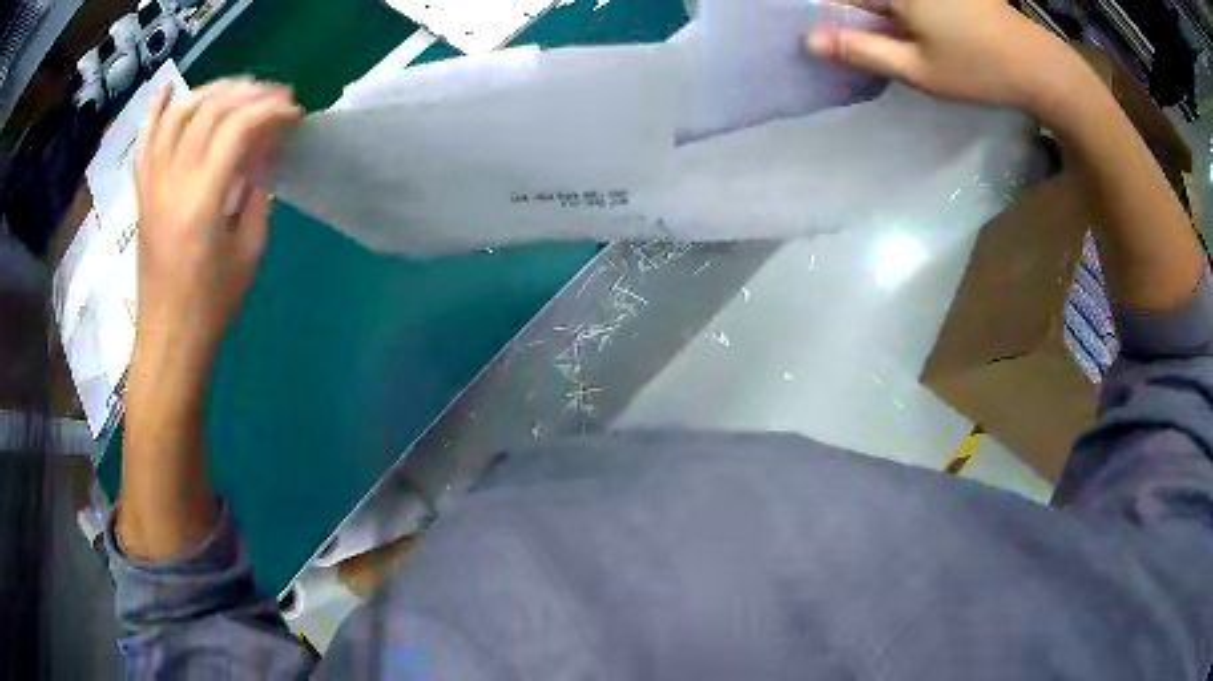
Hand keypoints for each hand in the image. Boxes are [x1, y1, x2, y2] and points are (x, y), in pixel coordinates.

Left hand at [134, 78, 301, 358]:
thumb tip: (265, 151)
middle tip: (273, 97)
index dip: (270, 110)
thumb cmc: (212, 304)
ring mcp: (152, 184)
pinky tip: (169, 91)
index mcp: (202, 201)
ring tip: (235, 90)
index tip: (294, 113)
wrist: (168, 336)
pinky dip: (156, 111)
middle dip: (247, 93)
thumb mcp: (249, 251)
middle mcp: (172, 182)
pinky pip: (145, 142)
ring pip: (177, 115)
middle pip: (209, 111)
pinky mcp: (142, 192)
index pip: (237, 129)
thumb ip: (257, 193)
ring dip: (210, 92)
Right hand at [807, 0, 1066, 109]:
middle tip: (879, 47)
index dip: (835, 19)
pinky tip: (928, 34)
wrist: (1039, 65)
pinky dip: (909, 14)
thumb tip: (810, 40)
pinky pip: (916, 1)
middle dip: (864, 17)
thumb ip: (862, 50)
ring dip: (888, 18)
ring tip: (910, 45)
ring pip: (894, 1)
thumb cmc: (979, 70)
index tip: (841, 44)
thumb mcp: (918, 70)